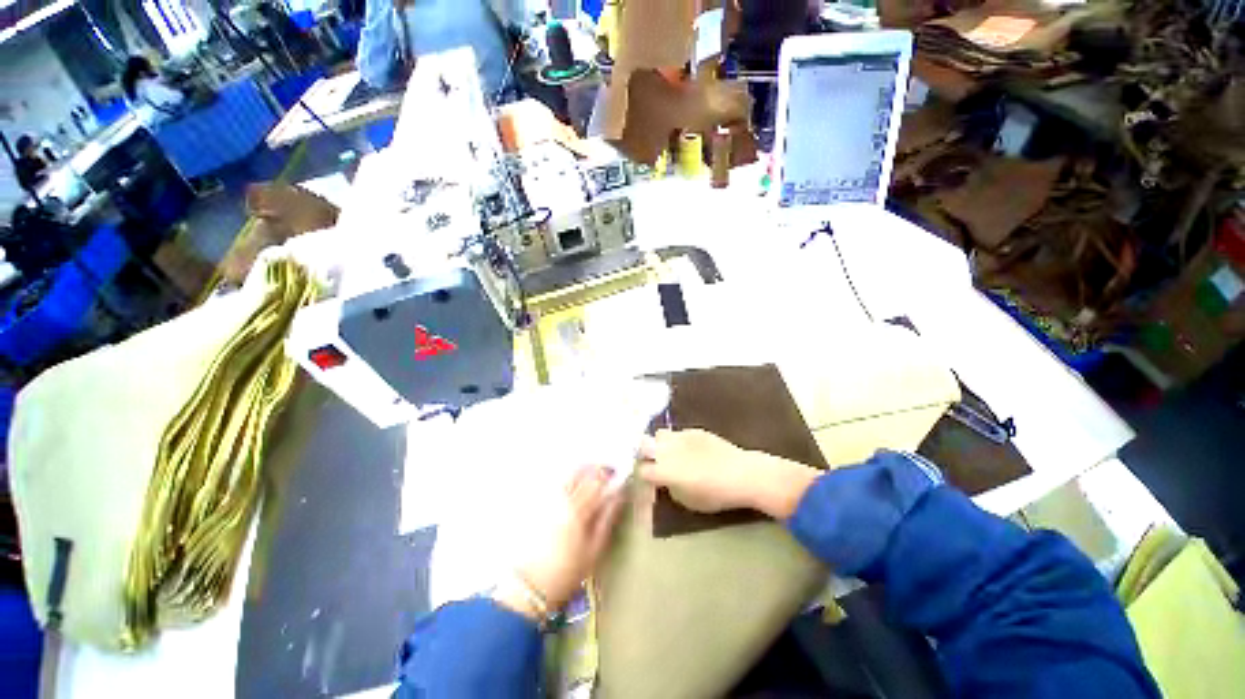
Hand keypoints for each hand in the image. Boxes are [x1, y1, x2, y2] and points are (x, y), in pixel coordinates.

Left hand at [495, 466, 623, 618]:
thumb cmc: (568, 570)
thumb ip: (608, 518)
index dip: (609, 474)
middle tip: (606, 472)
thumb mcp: (595, 548)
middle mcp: (561, 500)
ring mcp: (547, 501)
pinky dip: (568, 478)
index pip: (596, 482)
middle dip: (595, 468)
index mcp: (577, 510)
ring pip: (567, 475)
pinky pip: (556, 483)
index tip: (618, 474)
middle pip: (580, 473)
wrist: (531, 585)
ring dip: (582, 470)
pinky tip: (574, 484)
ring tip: (591, 475)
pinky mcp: (537, 506)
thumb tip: (619, 496)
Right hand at [637, 429, 820, 519]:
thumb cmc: (715, 494)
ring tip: (669, 452)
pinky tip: (689, 449)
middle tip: (651, 461)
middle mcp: (668, 449)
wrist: (742, 474)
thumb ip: (670, 489)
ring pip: (660, 434)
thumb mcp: (688, 501)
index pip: (641, 469)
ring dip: (660, 443)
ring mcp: (681, 436)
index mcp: (664, 470)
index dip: (642, 475)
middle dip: (644, 452)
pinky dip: (678, 441)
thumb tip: (664, 482)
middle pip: (643, 444)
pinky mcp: (694, 430)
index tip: (647, 479)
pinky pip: (678, 433)